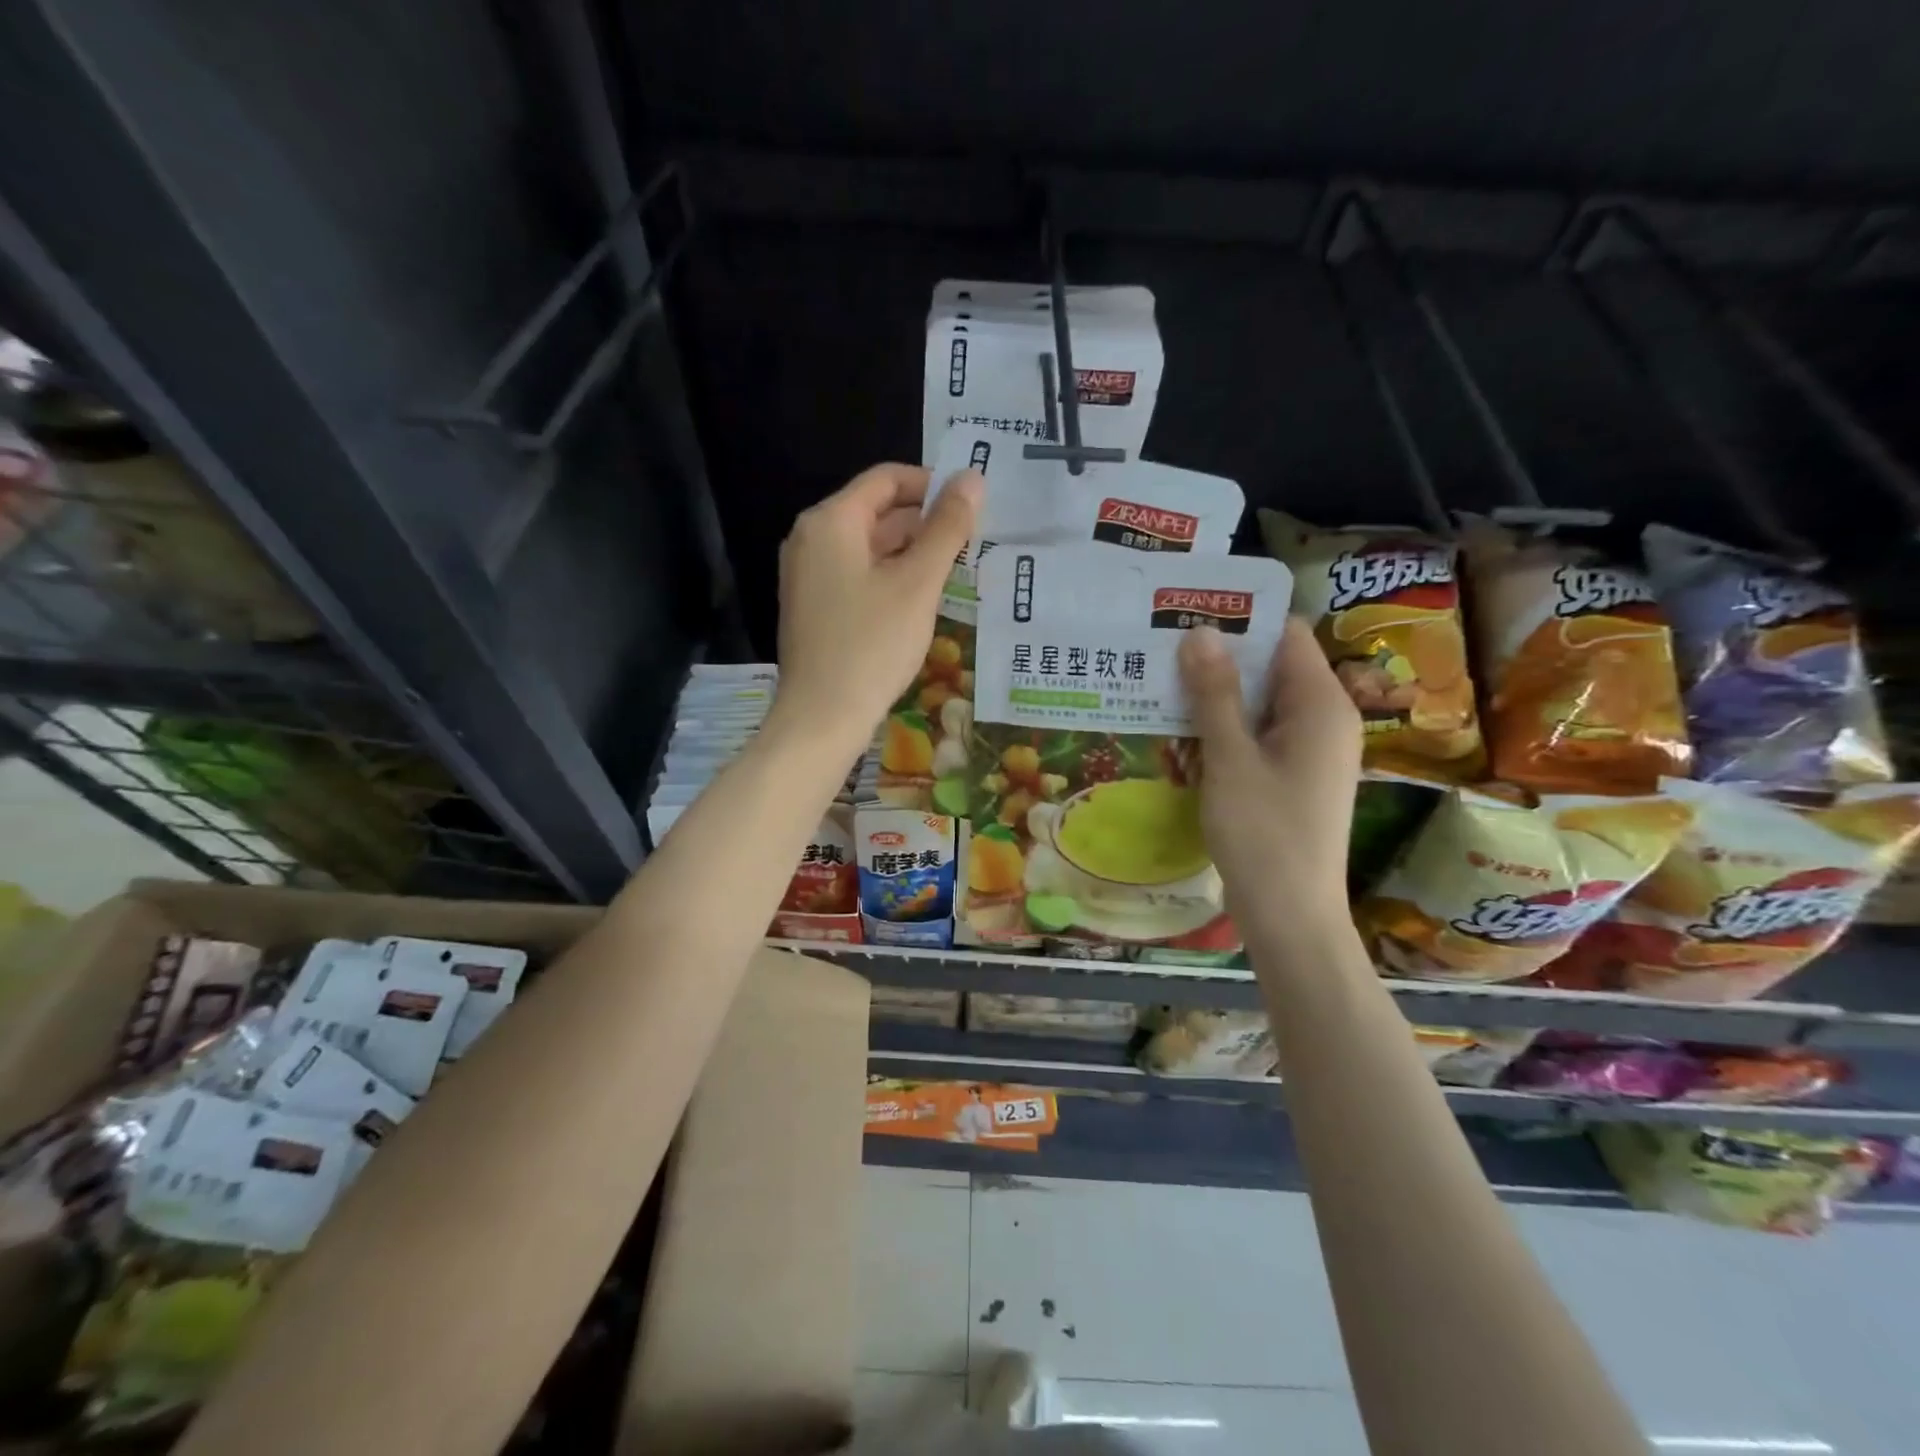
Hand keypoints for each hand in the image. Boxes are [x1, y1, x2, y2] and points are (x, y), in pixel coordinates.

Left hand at [770, 462, 981, 753]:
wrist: (822, 716)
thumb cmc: (871, 645)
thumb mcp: (918, 583)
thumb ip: (947, 528)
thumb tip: (972, 478)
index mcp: (830, 521)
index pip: (886, 479)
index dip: (932, 484)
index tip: (971, 505)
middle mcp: (811, 539)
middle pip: (876, 511)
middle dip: (925, 522)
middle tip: (972, 541)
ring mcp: (808, 575)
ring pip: (868, 547)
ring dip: (911, 552)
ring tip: (956, 569)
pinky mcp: (814, 607)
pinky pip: (857, 575)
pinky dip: (890, 577)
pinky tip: (922, 599)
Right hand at [1179, 618, 1360, 942]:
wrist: (1290, 916)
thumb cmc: (1263, 834)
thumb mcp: (1231, 758)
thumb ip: (1215, 694)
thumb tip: (1200, 632)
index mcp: (1320, 704)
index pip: (1284, 634)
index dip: (1239, 620)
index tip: (1185, 615)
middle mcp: (1323, 719)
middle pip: (1270, 667)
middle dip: (1217, 660)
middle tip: (1158, 651)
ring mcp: (1309, 751)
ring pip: (1258, 704)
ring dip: (1214, 699)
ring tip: (1159, 690)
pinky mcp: (1292, 777)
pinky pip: (1257, 736)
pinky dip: (1223, 732)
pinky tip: (1181, 738)